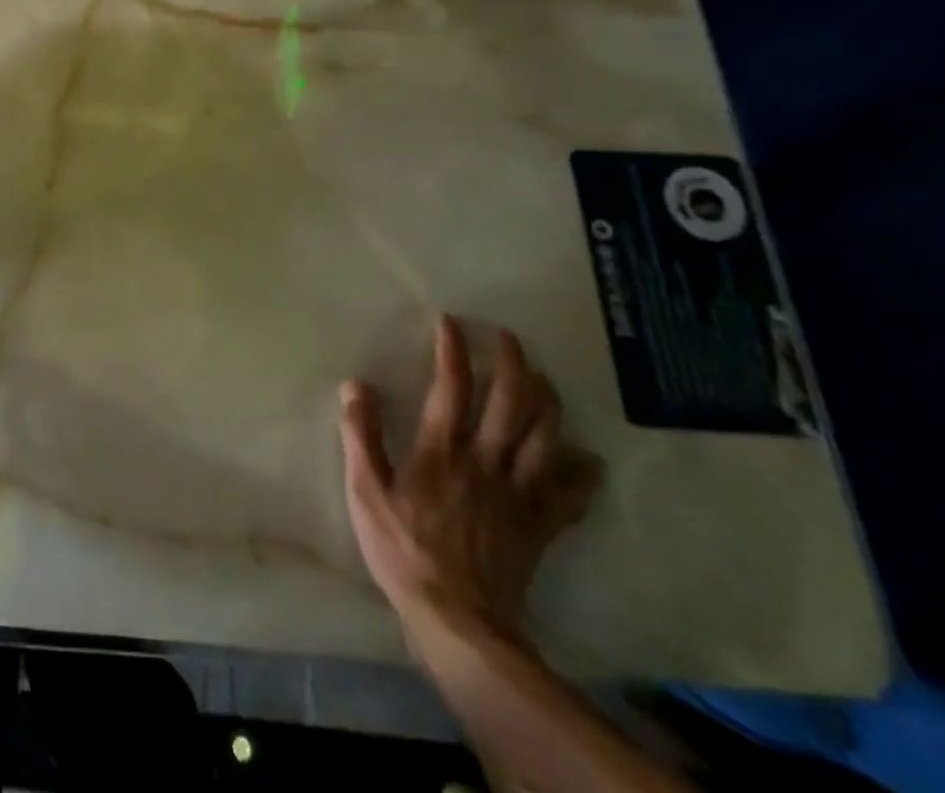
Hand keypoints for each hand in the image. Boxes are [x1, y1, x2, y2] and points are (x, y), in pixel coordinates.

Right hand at [338, 318, 599, 645]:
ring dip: (548, 401)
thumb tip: (356, 385)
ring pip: (547, 436)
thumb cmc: (403, 551)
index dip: (453, 349)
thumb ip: (361, 435)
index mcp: (442, 450)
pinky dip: (583, 473)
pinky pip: (571, 494)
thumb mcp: (365, 491)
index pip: (452, 386)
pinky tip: (588, 460)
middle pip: (512, 402)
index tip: (451, 322)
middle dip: (513, 362)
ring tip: (543, 379)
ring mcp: (520, 494)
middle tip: (508, 337)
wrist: (459, 622)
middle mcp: (486, 461)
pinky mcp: (540, 526)